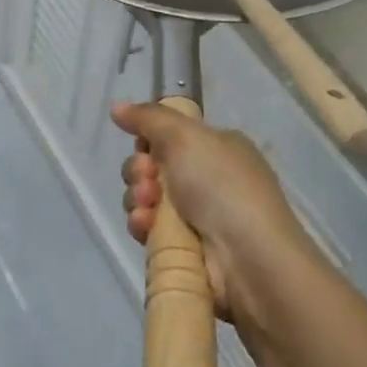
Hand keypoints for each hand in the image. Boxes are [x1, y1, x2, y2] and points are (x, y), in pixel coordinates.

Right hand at [112, 102, 318, 328]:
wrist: (249, 258)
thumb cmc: (221, 186)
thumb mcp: (186, 136)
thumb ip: (149, 117)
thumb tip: (117, 107)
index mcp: (218, 148)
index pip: (170, 136)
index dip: (149, 141)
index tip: (144, 147)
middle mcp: (209, 179)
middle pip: (153, 167)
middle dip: (139, 171)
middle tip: (147, 179)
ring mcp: (198, 216)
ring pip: (147, 199)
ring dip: (137, 199)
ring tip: (147, 208)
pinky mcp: (185, 249)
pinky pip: (150, 229)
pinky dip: (142, 225)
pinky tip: (145, 227)